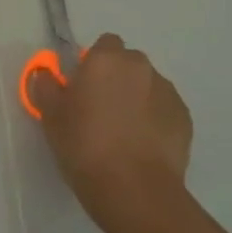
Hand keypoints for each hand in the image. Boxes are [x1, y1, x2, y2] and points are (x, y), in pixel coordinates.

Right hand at [30, 34, 192, 232]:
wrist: (134, 188)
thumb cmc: (84, 145)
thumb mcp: (51, 116)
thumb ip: (46, 86)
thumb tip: (46, 73)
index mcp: (107, 60)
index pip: (104, 44)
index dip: (93, 63)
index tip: (82, 87)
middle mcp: (141, 67)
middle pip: (128, 64)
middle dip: (116, 79)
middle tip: (99, 110)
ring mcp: (168, 92)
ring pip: (147, 87)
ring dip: (136, 99)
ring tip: (123, 133)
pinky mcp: (185, 118)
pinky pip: (164, 110)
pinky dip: (154, 120)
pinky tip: (141, 146)